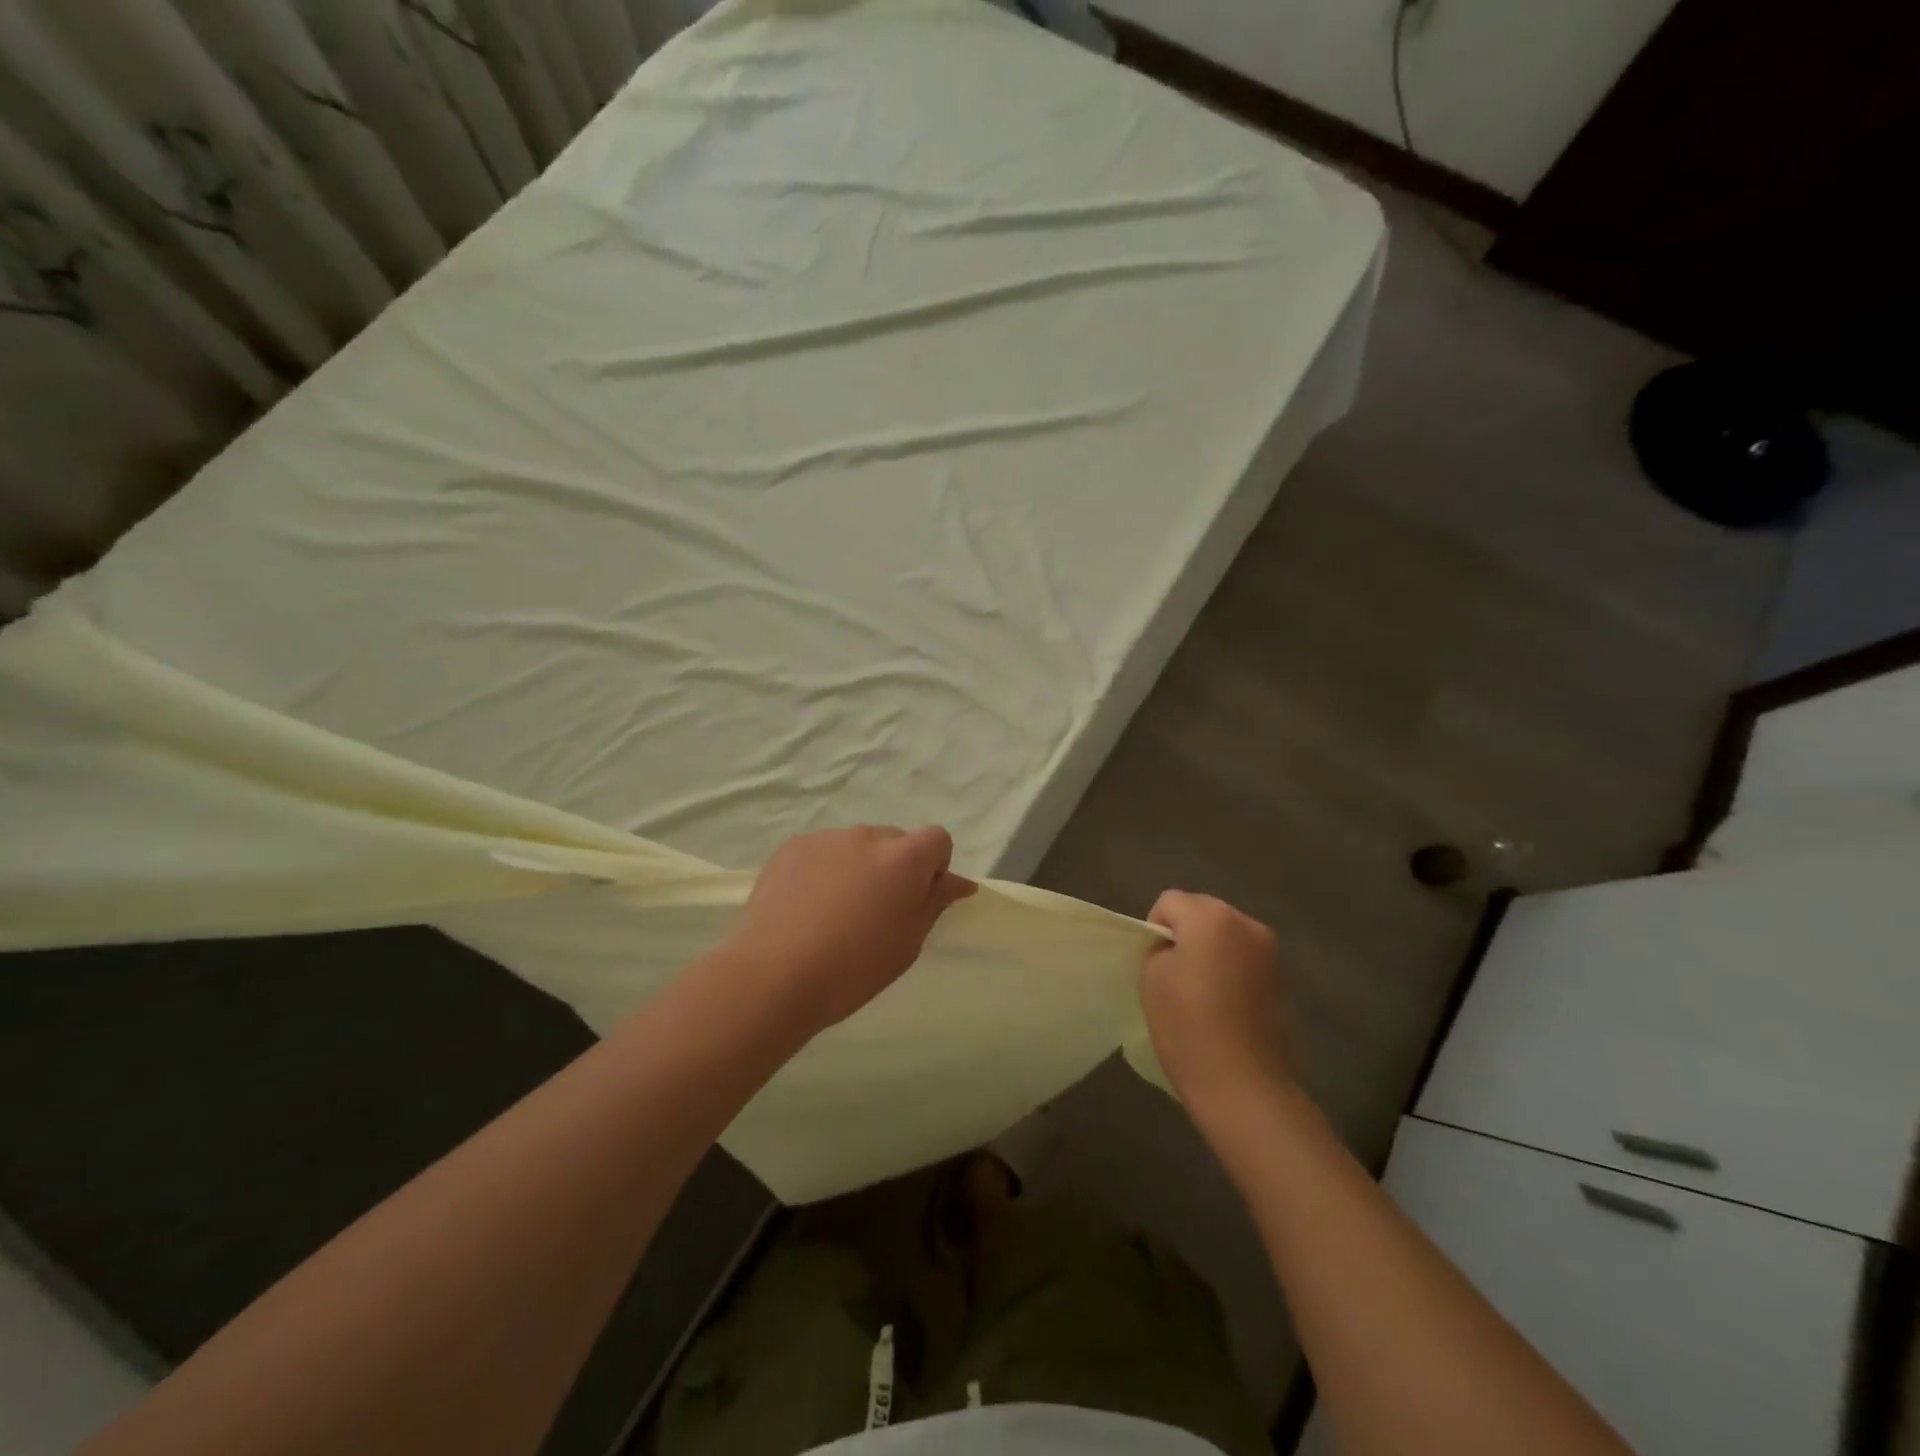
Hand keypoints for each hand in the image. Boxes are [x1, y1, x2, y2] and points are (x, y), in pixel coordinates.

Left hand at [718, 826, 975, 1038]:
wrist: (774, 975)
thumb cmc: (854, 968)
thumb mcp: (908, 943)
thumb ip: (934, 903)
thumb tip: (958, 882)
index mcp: (904, 859)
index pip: (937, 839)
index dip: (934, 866)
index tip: (917, 899)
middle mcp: (868, 836)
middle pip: (895, 841)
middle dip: (895, 867)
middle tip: (875, 911)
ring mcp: (826, 839)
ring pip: (856, 846)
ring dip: (858, 867)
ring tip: (835, 911)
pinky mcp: (792, 847)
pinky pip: (822, 852)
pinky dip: (824, 870)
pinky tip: (807, 906)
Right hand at [1140, 891, 1292, 1114]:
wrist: (1243, 1084)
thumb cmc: (1187, 1025)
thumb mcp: (1153, 977)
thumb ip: (1160, 946)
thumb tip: (1175, 946)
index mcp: (1211, 917)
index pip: (1170, 901)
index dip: (1155, 927)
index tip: (1155, 962)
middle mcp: (1247, 924)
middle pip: (1203, 910)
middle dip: (1186, 932)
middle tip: (1175, 973)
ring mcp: (1270, 952)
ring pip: (1226, 934)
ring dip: (1211, 950)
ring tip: (1201, 990)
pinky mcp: (1282, 979)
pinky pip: (1245, 958)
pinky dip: (1231, 969)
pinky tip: (1224, 1004)